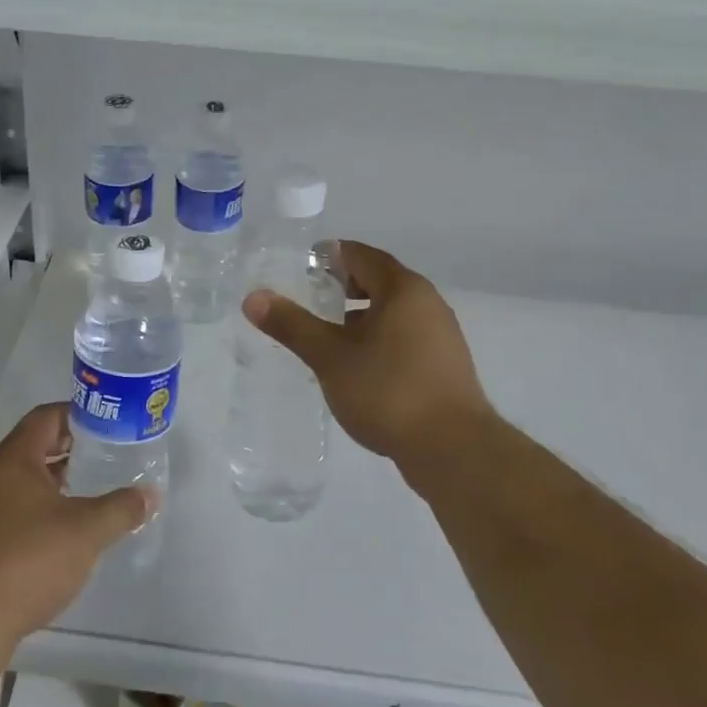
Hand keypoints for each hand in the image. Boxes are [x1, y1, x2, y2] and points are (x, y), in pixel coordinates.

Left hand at [0, 403, 153, 643]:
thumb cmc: (31, 559)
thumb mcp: (87, 530)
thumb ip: (121, 508)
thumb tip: (150, 495)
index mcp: (14, 459)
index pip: (46, 417)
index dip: (77, 414)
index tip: (107, 422)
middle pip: (35, 444)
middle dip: (70, 446)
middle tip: (106, 451)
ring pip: (26, 477)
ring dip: (58, 476)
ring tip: (93, 484)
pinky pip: (18, 503)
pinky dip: (44, 502)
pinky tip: (69, 523)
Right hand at [243, 240, 496, 486]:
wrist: (453, 450)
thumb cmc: (388, 391)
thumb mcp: (330, 357)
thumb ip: (292, 325)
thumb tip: (253, 298)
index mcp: (403, 289)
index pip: (361, 256)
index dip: (329, 257)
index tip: (300, 269)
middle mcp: (428, 303)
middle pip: (379, 281)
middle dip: (342, 287)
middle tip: (309, 300)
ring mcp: (441, 335)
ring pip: (392, 312)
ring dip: (359, 316)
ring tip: (326, 335)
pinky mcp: (445, 365)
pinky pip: (404, 337)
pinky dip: (378, 339)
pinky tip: (357, 366)